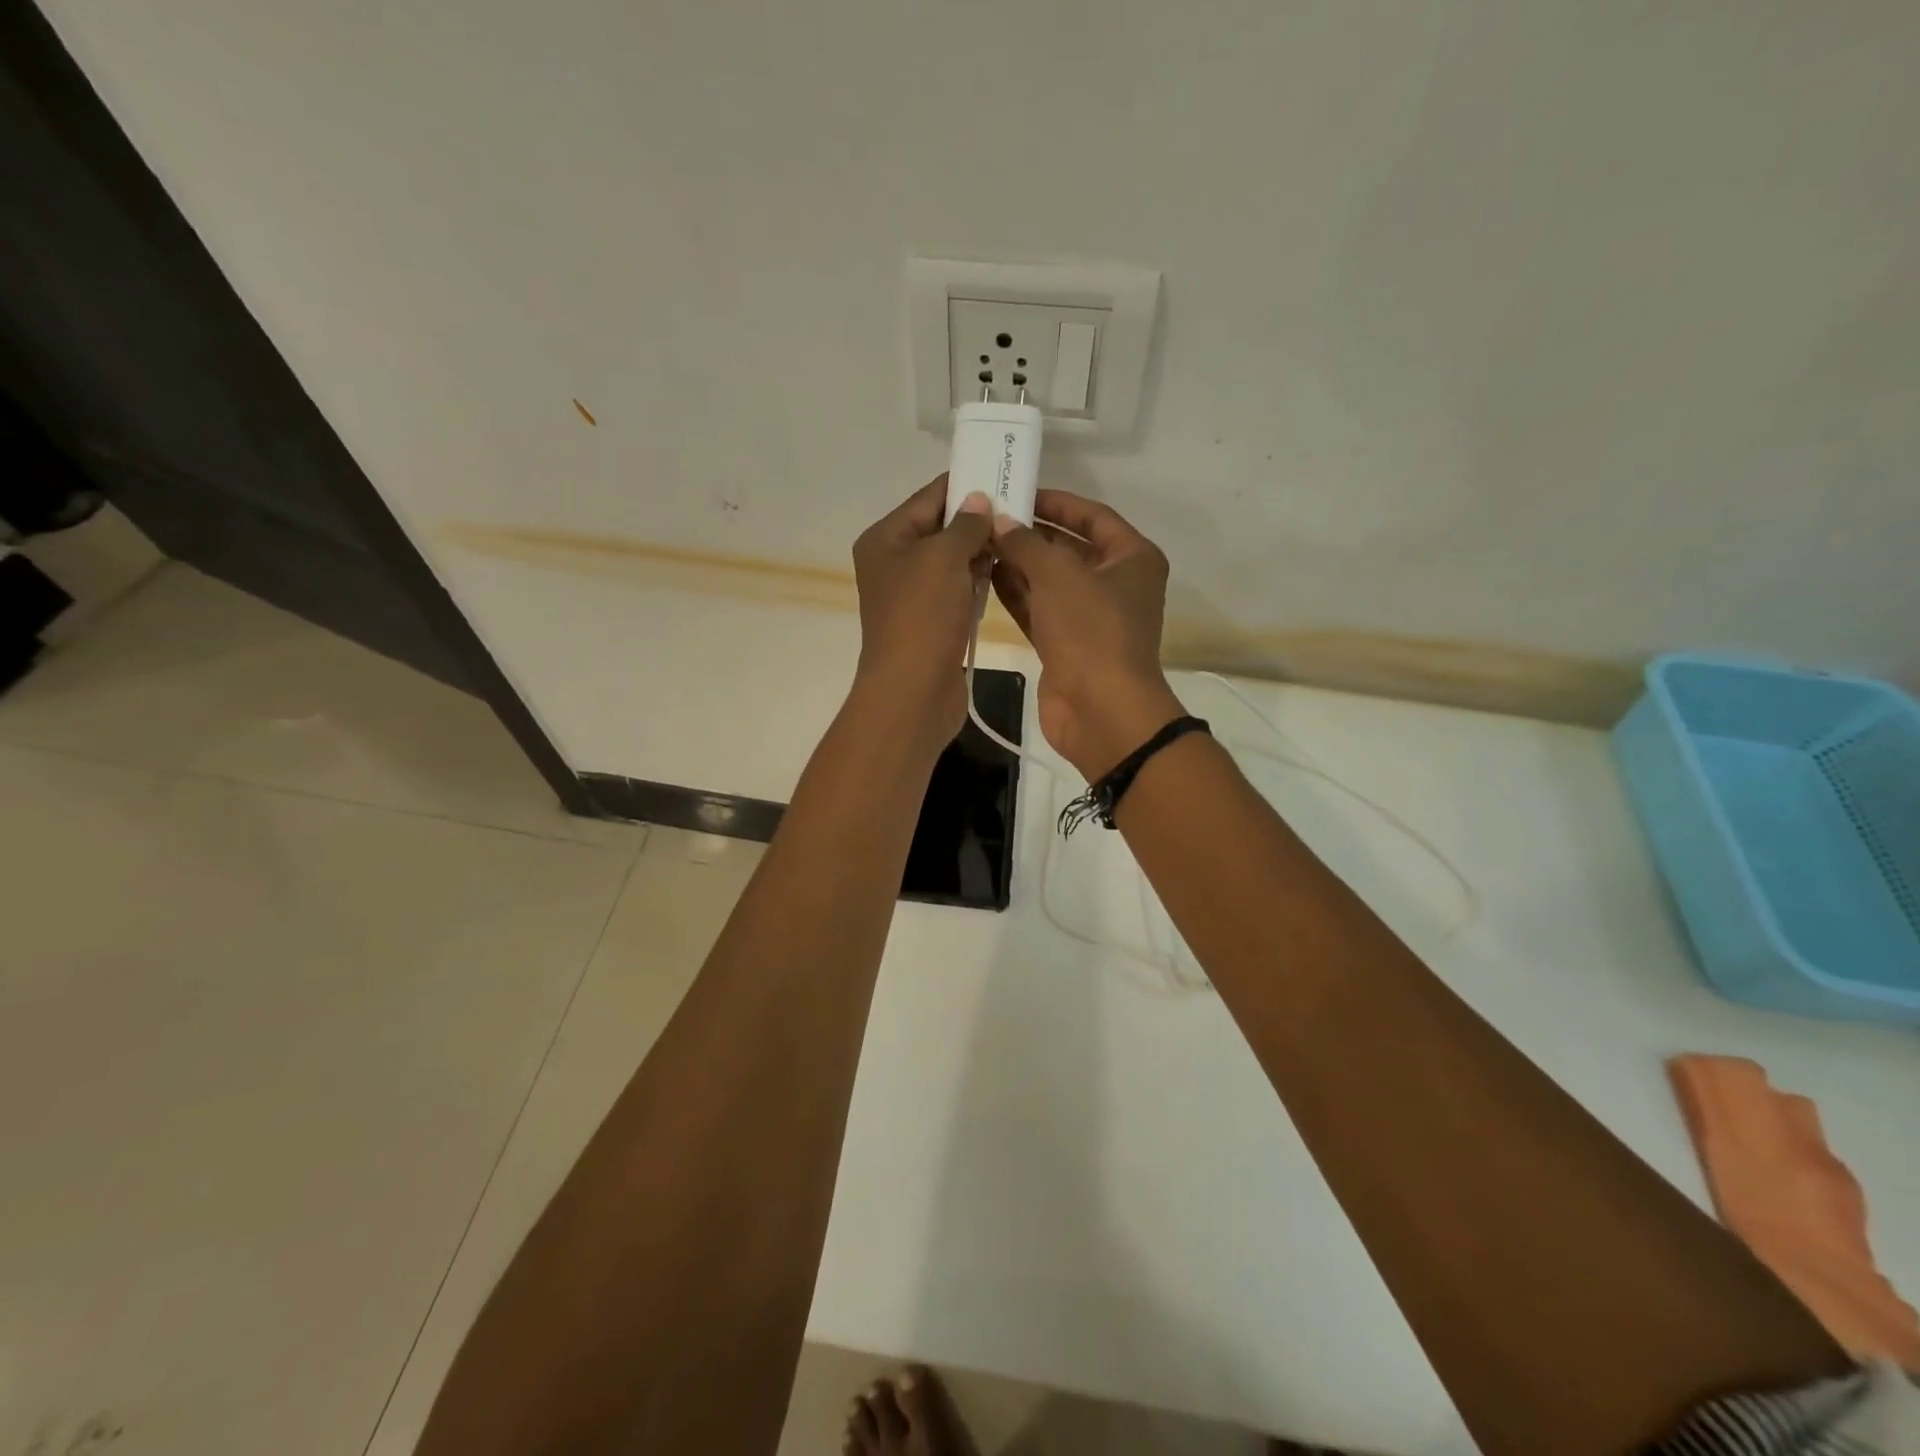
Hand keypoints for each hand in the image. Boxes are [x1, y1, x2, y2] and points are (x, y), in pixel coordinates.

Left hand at [849, 476, 994, 757]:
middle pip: (940, 529)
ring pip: (952, 562)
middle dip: (977, 520)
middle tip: (1019, 508)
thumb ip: (966, 524)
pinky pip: (957, 590)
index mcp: (885, 539)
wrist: (913, 690)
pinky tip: (1003, 572)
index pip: (928, 498)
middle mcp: (894, 563)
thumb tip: (979, 500)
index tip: (1001, 475)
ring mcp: (913, 596)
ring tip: (1018, 537)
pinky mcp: (931, 622)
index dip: (963, 485)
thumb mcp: (944, 557)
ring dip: (980, 552)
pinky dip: (977, 581)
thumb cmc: (922, 616)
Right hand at [990, 490, 1184, 779]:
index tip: (1017, 491)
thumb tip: (1001, 523)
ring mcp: (1090, 617)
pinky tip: (984, 576)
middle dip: (1030, 534)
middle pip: (1069, 548)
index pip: (1092, 516)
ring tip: (979, 543)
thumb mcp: (1058, 574)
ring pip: (1050, 581)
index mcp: (1131, 558)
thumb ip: (1026, 543)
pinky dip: (1016, 595)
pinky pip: (1039, 610)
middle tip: (988, 517)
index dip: (1056, 502)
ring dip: (1018, 564)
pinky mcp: (1066, 645)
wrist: (1100, 710)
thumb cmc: (1090, 631)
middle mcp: (1115, 584)